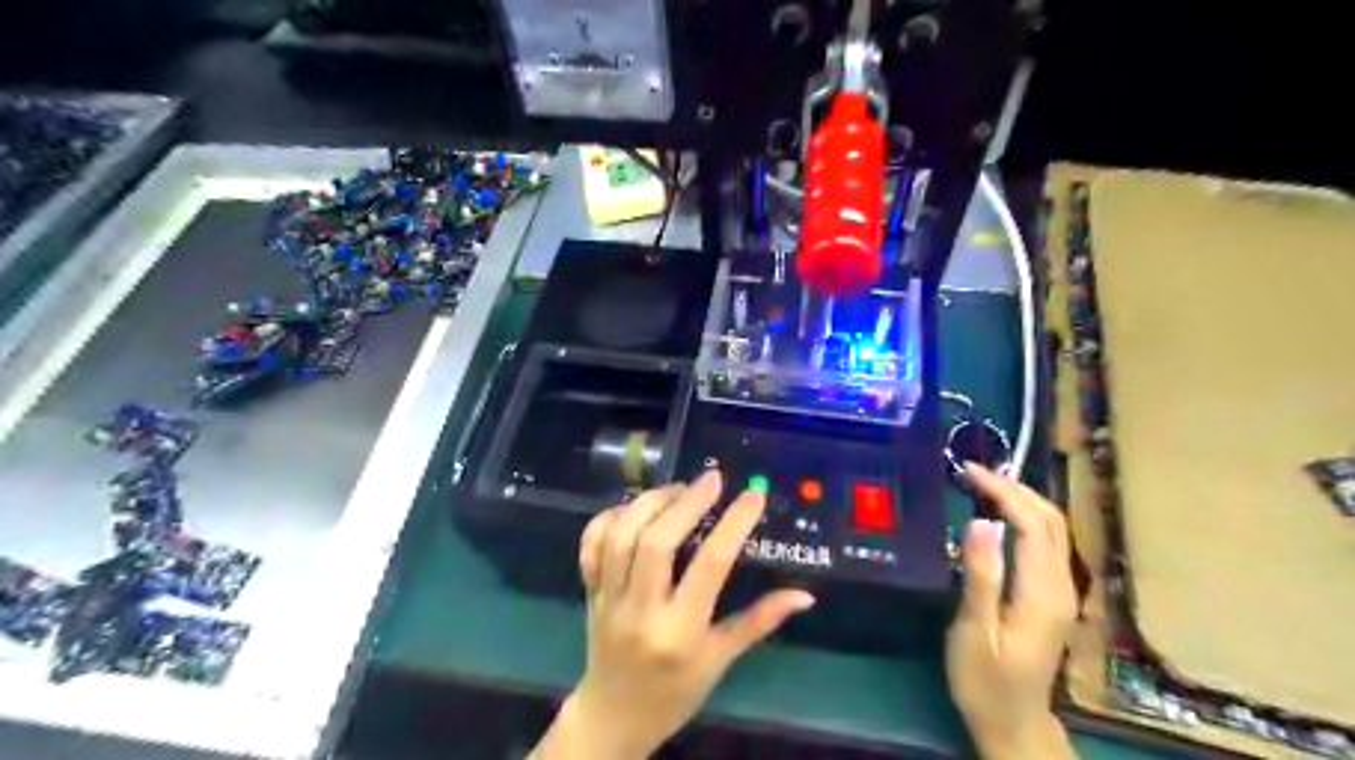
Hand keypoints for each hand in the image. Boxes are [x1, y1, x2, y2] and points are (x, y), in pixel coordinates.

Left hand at [538, 472, 813, 756]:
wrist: (613, 718)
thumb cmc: (675, 692)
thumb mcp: (720, 660)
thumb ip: (759, 622)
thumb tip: (805, 595)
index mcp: (680, 631)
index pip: (710, 566)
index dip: (733, 524)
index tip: (753, 495)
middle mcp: (641, 610)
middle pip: (656, 542)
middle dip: (686, 502)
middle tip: (711, 479)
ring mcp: (609, 598)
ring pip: (621, 536)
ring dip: (649, 503)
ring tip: (677, 489)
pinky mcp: (589, 591)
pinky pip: (591, 544)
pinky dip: (609, 518)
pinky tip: (634, 508)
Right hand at [952, 463, 1080, 759]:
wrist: (1013, 722)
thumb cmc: (985, 680)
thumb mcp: (975, 631)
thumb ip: (981, 577)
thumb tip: (980, 522)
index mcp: (1042, 592)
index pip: (1032, 524)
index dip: (1003, 492)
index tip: (968, 472)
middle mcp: (1061, 586)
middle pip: (1051, 520)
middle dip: (1015, 488)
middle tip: (973, 472)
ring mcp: (1062, 591)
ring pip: (1054, 529)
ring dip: (1023, 499)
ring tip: (984, 484)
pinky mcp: (1054, 596)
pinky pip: (1047, 542)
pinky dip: (1026, 517)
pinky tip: (1001, 515)